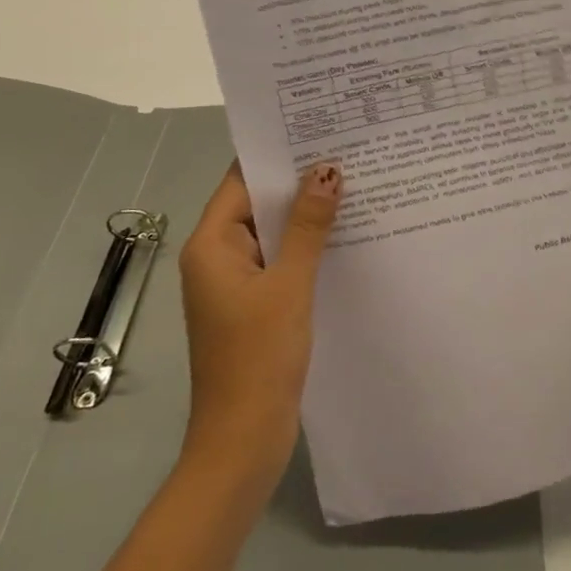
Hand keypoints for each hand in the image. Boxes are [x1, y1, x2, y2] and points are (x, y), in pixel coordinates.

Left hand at [178, 160, 341, 492]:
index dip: (277, 156)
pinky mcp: (255, 306)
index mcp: (212, 245)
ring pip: (273, 234)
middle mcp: (218, 258)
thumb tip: (326, 171)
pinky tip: (346, 237)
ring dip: (307, 216)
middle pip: (258, 205)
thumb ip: (307, 226)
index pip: (242, 181)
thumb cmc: (259, 356)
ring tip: (357, 185)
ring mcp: (237, 284)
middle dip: (300, 183)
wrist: (243, 440)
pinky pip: (281, 261)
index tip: (319, 131)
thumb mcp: (289, 284)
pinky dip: (308, 247)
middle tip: (350, 153)